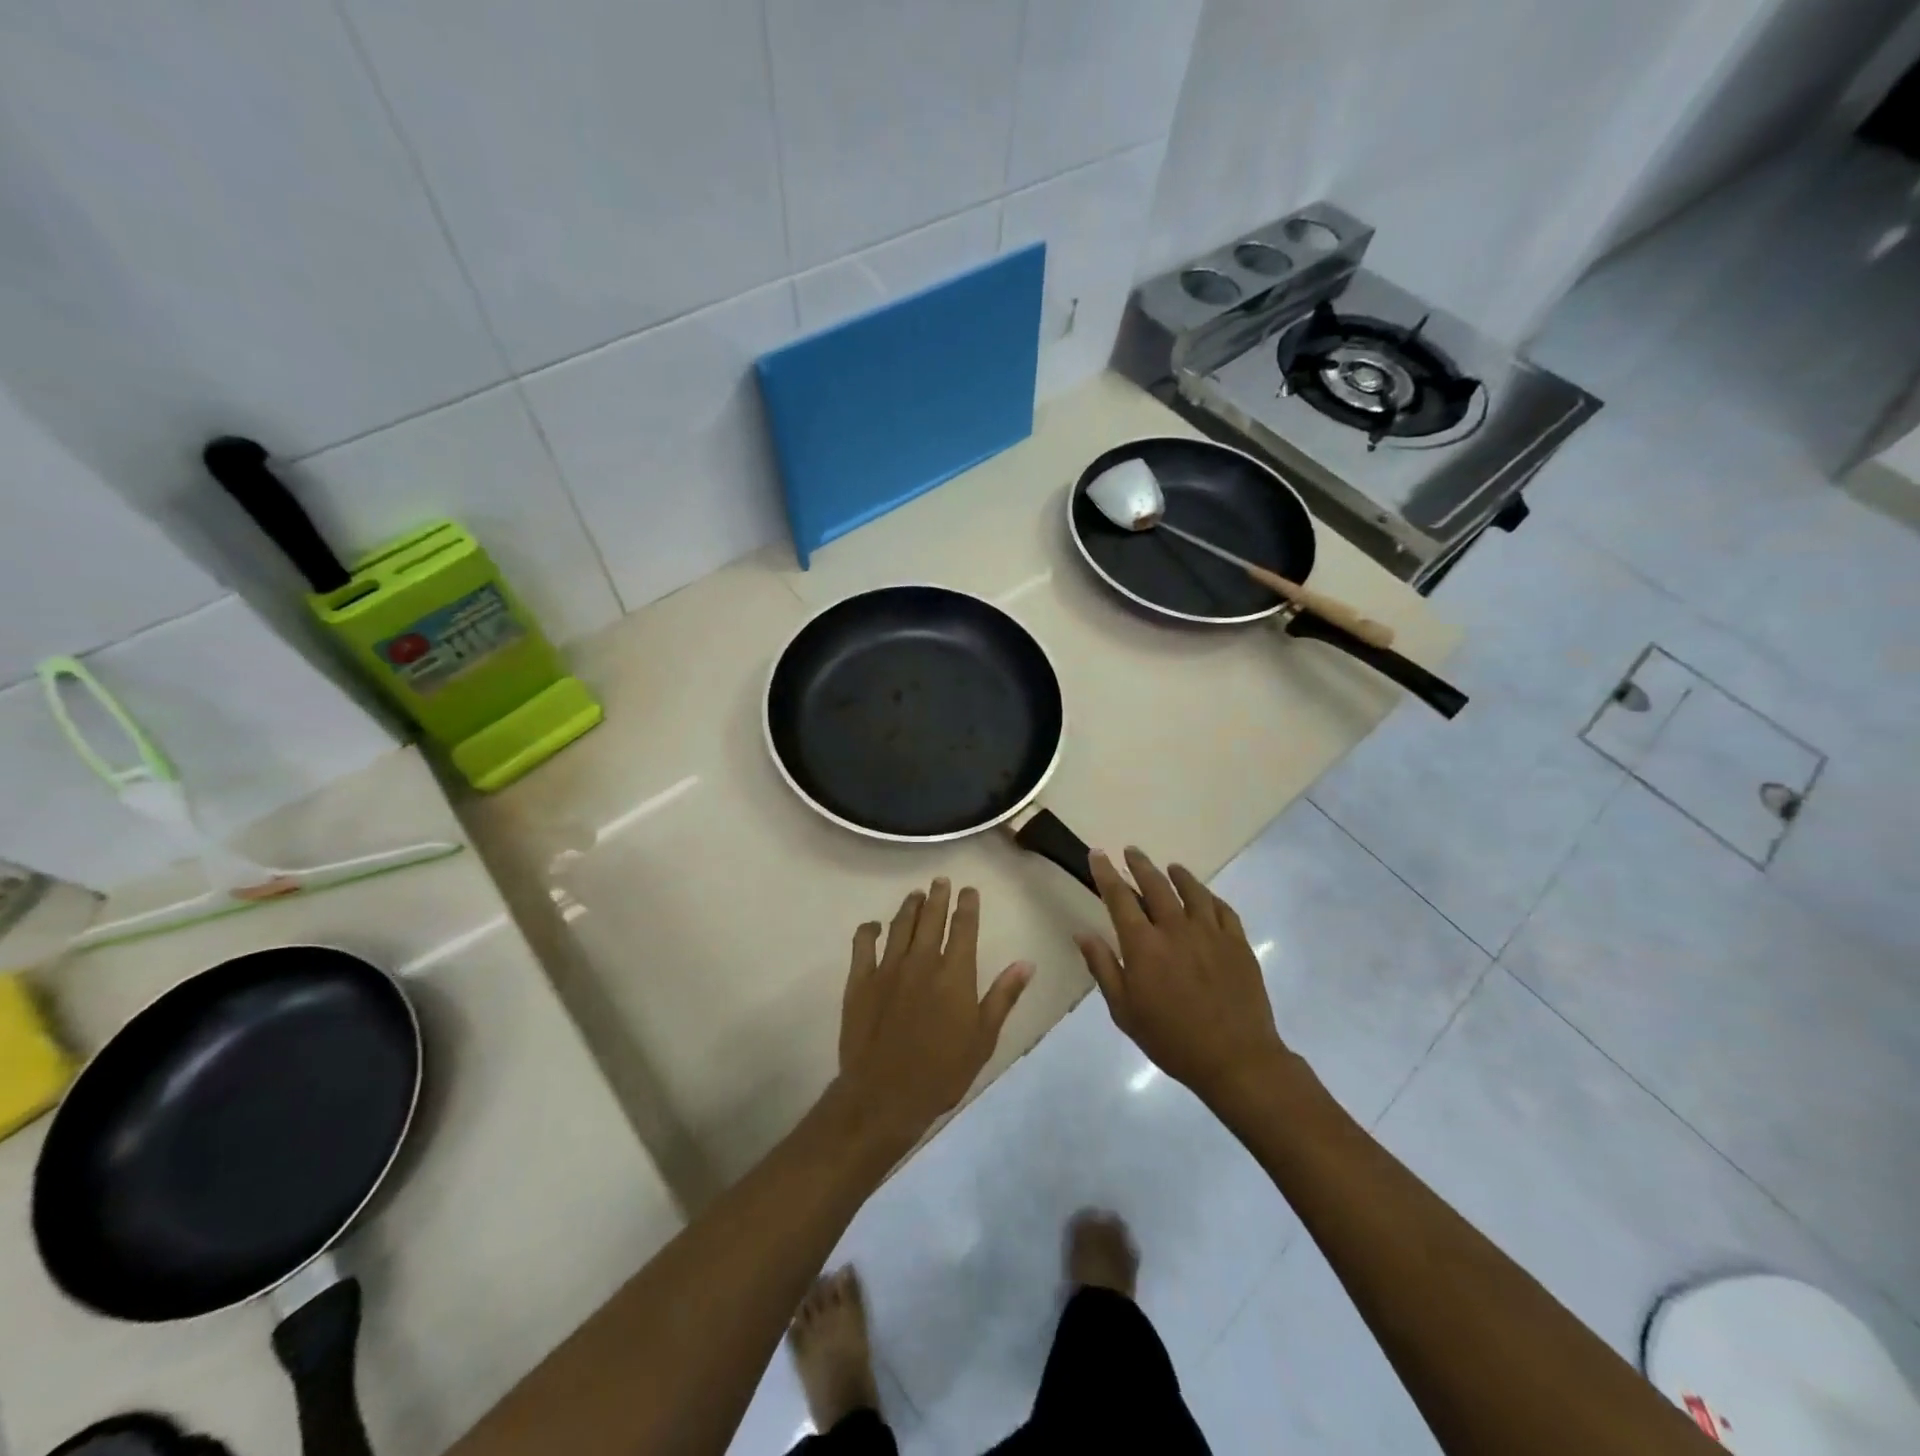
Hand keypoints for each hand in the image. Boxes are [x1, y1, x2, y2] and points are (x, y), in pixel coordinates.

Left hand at [836, 878, 1032, 1150]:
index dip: (967, 905)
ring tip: (915, 895)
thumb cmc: (942, 1071)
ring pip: (900, 925)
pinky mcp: (860, 981)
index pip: (964, 927)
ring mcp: (888, 968)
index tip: (968, 889)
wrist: (885, 1095)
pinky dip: (869, 931)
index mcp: (955, 973)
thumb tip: (1025, 963)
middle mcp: (922, 961)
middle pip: (931, 918)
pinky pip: (863, 945)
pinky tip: (873, 926)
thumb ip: (1003, 996)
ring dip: (909, 907)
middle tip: (940, 881)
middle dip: (938, 897)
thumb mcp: (983, 1038)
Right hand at [1075, 848, 1290, 1110]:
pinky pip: (1223, 909)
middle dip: (1140, 864)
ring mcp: (1211, 932)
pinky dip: (1210, 897)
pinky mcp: (1238, 942)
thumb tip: (1083, 933)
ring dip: (1177, 875)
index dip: (1106, 873)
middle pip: (1156, 885)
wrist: (1236, 1059)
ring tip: (1170, 867)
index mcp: (1144, 945)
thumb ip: (1103, 967)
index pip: (1120, 897)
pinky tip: (1205, 896)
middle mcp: (1176, 928)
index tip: (1097, 854)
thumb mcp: (1124, 1011)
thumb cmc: (1172, 1039)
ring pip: (1192, 890)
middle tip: (1131, 851)